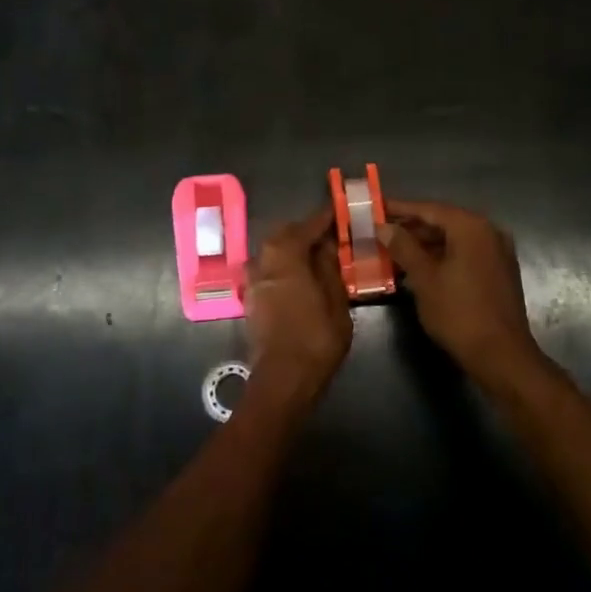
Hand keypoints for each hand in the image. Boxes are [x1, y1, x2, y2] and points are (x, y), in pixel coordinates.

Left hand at [243, 209, 352, 408]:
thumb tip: (327, 245)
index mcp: (285, 254)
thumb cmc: (315, 338)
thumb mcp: (335, 300)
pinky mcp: (250, 298)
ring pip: (273, 252)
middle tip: (330, 235)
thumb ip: (329, 267)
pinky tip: (300, 276)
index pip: (308, 225)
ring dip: (292, 248)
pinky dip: (284, 266)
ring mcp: (252, 280)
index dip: (326, 218)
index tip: (340, 211)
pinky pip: (268, 270)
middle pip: (285, 234)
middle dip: (306, 231)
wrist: (283, 379)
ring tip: (316, 256)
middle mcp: (263, 260)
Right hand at [377, 200, 543, 387]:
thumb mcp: (424, 278)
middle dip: (411, 227)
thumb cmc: (459, 313)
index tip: (375, 208)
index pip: (428, 208)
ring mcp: (497, 252)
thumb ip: (403, 247)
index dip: (399, 209)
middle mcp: (488, 232)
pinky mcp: (498, 272)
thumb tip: (383, 226)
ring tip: (393, 250)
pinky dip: (442, 257)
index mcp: (471, 227)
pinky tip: (419, 268)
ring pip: (454, 239)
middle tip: (381, 231)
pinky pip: (465, 254)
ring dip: (425, 244)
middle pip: (442, 221)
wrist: (501, 356)